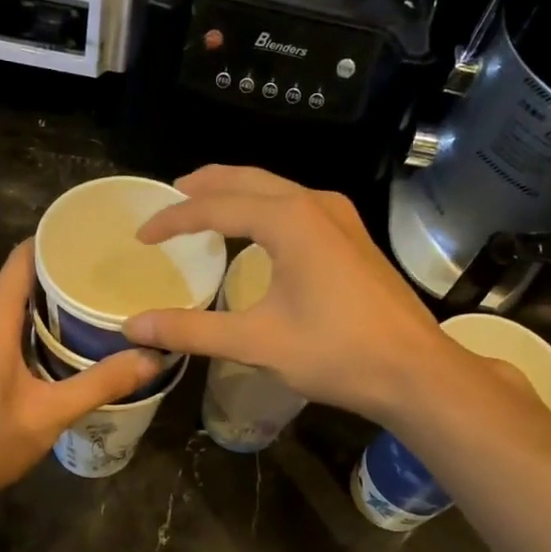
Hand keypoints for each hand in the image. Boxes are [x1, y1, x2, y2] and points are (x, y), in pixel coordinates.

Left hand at [0, 240, 161, 516]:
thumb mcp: (50, 413)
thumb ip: (101, 383)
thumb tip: (153, 357)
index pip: (22, 259)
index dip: (55, 242)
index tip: (96, 238)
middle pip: (20, 283)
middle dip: (62, 278)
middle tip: (111, 278)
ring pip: (12, 311)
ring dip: (49, 309)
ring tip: (95, 309)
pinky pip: (3, 334)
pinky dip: (33, 332)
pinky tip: (63, 348)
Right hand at [124, 166, 466, 425]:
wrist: (416, 371)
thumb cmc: (337, 353)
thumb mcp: (256, 342)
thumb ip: (192, 330)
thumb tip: (134, 327)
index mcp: (288, 219)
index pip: (214, 206)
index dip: (173, 219)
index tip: (142, 236)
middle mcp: (314, 204)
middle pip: (246, 180)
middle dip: (204, 186)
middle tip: (169, 196)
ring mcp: (340, 217)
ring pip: (275, 189)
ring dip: (236, 193)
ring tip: (204, 206)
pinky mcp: (353, 236)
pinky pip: (296, 205)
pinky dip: (263, 208)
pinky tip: (256, 231)